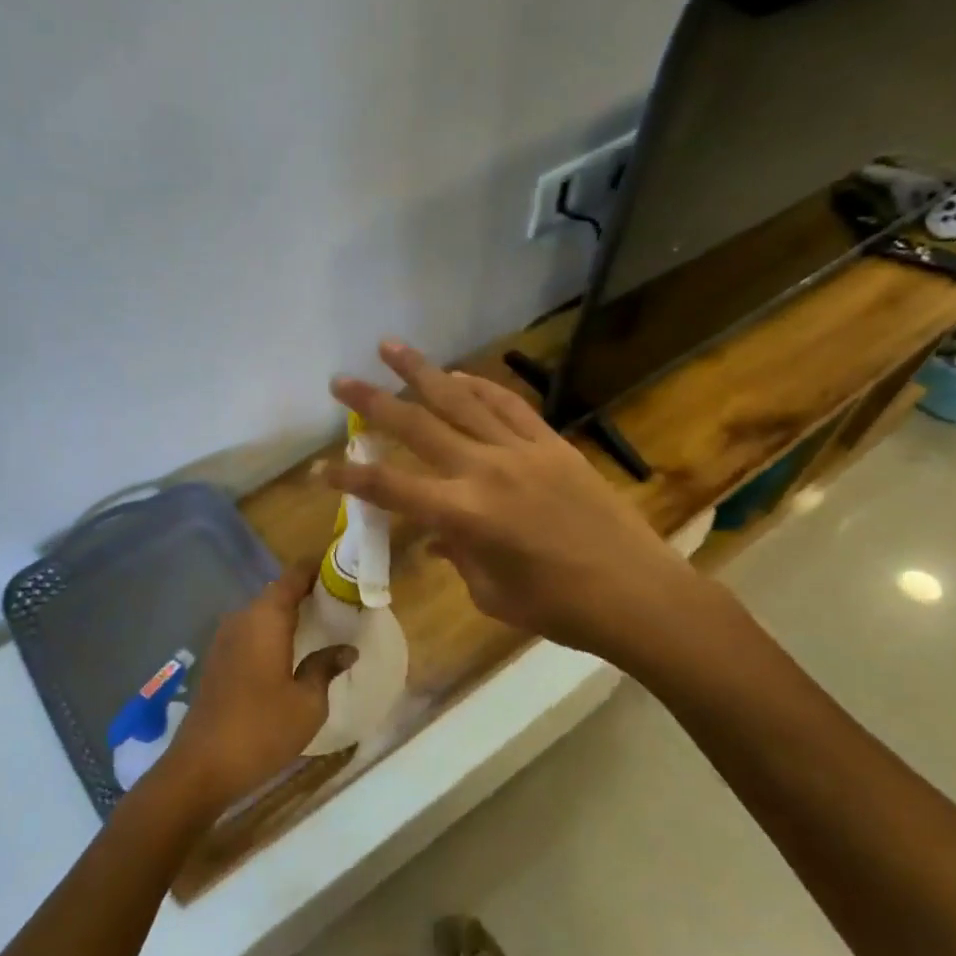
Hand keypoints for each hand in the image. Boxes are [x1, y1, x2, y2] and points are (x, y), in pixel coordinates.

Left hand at [159, 563, 355, 815]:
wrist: (201, 766)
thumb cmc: (262, 729)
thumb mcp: (308, 702)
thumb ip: (325, 667)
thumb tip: (346, 649)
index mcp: (265, 618)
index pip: (294, 576)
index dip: (318, 569)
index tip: (343, 570)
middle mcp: (242, 618)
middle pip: (277, 592)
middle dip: (308, 593)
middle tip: (341, 602)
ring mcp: (225, 639)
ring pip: (263, 613)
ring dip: (289, 615)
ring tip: (322, 625)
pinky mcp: (218, 660)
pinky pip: (251, 632)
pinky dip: (273, 633)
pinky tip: (292, 652)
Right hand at [325, 339, 699, 661]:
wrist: (636, 593)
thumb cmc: (558, 608)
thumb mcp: (491, 592)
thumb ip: (458, 553)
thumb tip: (439, 534)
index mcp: (464, 515)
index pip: (391, 488)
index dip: (350, 479)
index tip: (319, 466)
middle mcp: (485, 471)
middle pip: (418, 427)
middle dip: (373, 403)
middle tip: (340, 380)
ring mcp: (521, 451)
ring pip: (461, 401)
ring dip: (422, 372)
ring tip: (390, 347)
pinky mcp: (552, 444)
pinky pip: (508, 406)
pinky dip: (479, 386)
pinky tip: (458, 374)